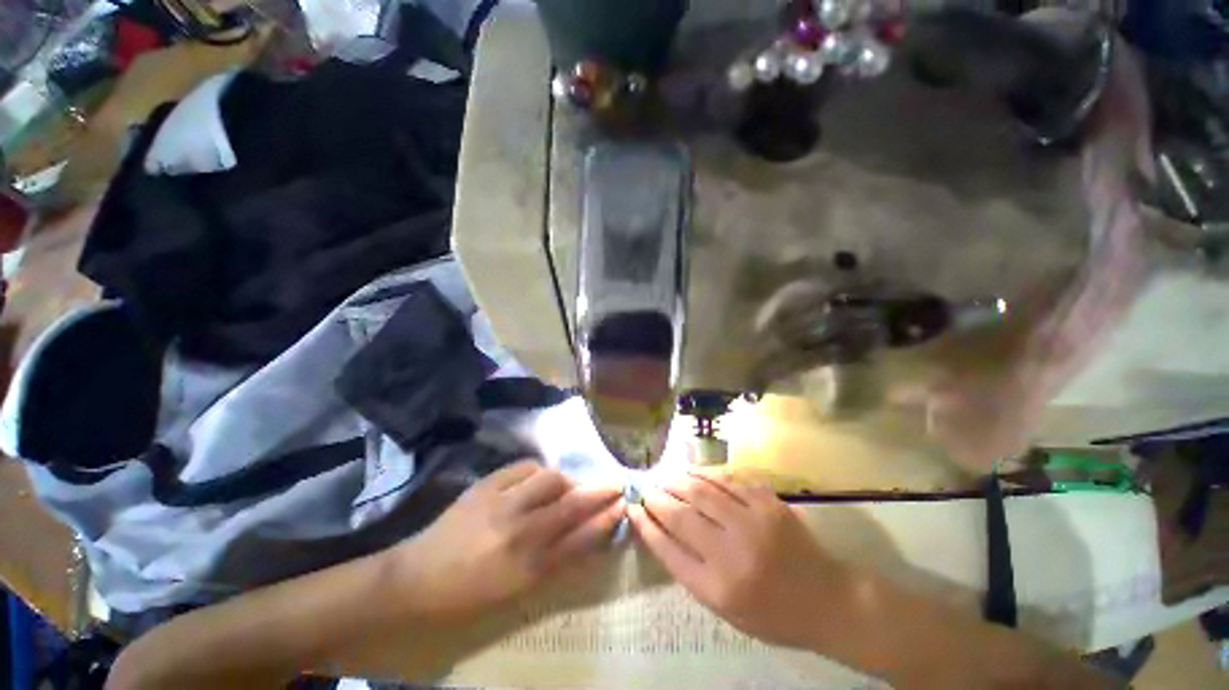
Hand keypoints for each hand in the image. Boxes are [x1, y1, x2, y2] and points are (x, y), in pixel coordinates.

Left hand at [397, 460, 622, 620]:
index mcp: (528, 568)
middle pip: (572, 504)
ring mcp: (501, 503)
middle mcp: (519, 532)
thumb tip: (587, 533)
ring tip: (567, 486)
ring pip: (550, 479)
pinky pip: (524, 467)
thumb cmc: (470, 593)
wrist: (417, 577)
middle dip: (600, 491)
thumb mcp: (518, 589)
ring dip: (567, 481)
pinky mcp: (485, 485)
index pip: (581, 538)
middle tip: (615, 483)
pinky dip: (538, 471)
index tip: (623, 504)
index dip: (606, 519)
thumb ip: (556, 561)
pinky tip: (538, 479)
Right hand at [629, 471, 844, 648]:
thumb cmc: (773, 614)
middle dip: (657, 498)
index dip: (646, 525)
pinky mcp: (768, 502)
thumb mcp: (726, 609)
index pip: (668, 550)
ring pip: (701, 490)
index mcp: (719, 588)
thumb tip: (661, 531)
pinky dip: (704, 473)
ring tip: (663, 476)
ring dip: (676, 480)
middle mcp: (733, 553)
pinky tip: (691, 471)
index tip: (633, 509)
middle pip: (681, 515)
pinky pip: (727, 480)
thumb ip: (691, 571)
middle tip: (645, 489)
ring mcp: (753, 522)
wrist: (829, 599)